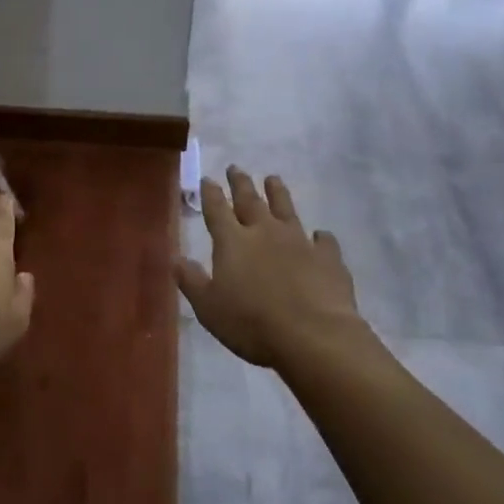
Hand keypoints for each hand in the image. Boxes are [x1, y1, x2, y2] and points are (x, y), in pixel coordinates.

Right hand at [176, 167, 361, 369]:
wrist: (312, 335)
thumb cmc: (251, 323)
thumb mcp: (209, 308)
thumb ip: (192, 281)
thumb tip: (175, 258)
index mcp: (233, 242)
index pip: (217, 210)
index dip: (211, 194)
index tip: (208, 179)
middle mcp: (265, 232)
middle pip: (250, 201)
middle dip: (241, 183)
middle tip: (236, 168)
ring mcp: (299, 241)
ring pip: (286, 209)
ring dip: (278, 193)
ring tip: (273, 178)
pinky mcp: (327, 258)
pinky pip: (323, 240)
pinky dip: (320, 237)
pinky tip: (320, 235)